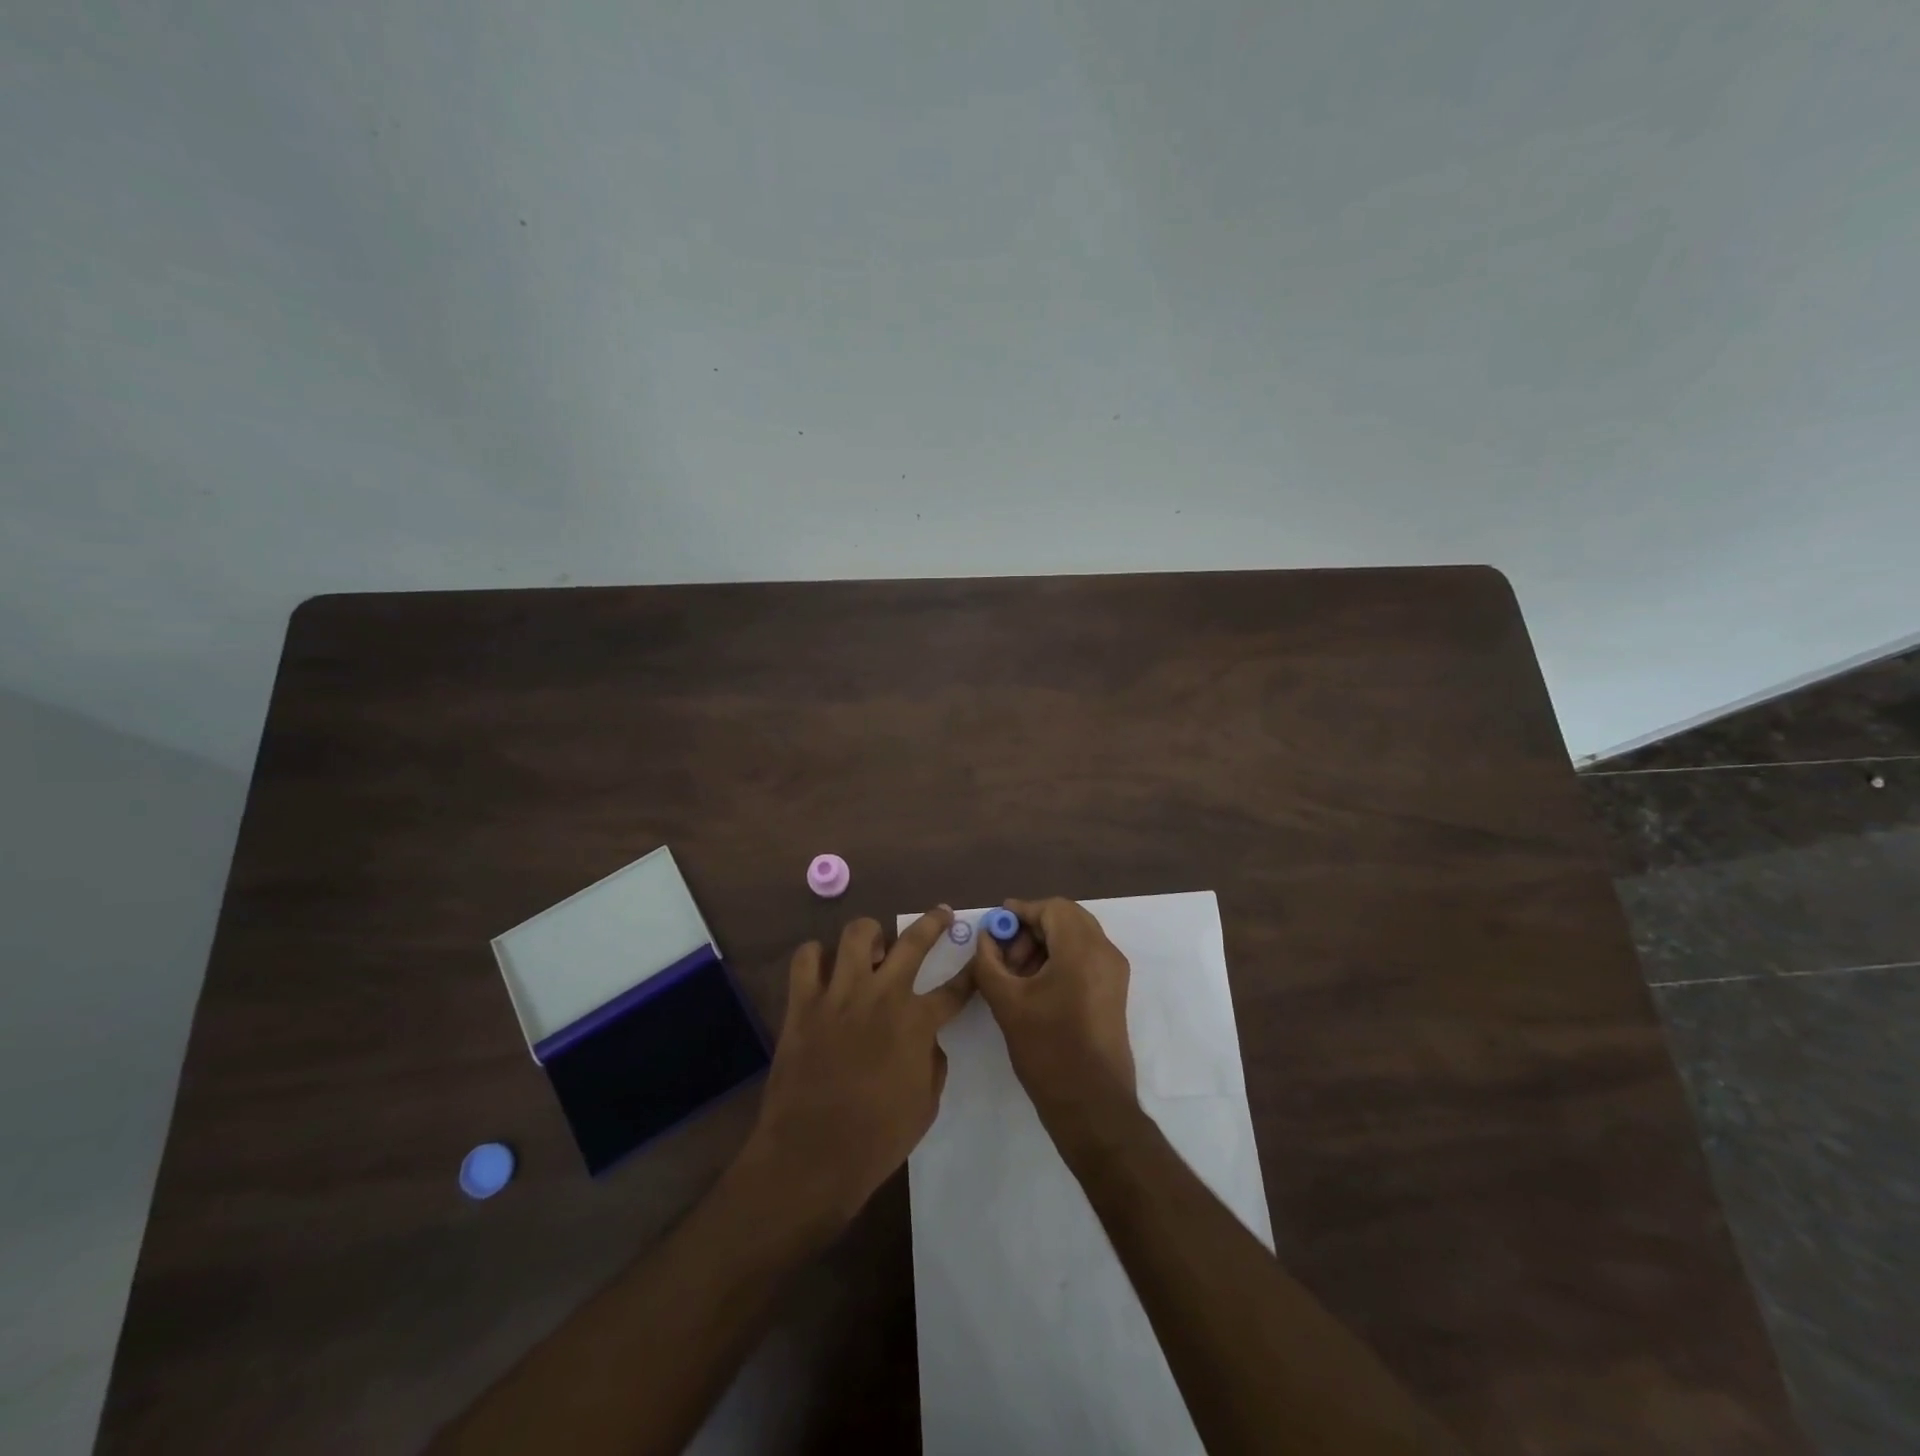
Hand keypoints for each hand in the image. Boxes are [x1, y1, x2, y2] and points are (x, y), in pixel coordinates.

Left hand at [740, 908, 973, 1229]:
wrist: (811, 1156)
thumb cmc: (876, 1139)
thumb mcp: (926, 1105)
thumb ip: (932, 1061)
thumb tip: (926, 1038)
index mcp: (916, 1022)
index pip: (954, 989)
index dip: (970, 975)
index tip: (977, 962)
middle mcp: (881, 996)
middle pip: (913, 941)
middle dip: (933, 922)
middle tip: (941, 914)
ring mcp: (839, 994)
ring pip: (857, 934)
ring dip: (871, 935)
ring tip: (874, 947)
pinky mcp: (803, 1003)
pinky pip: (806, 958)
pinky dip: (817, 956)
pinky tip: (825, 968)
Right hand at [970, 897, 1135, 1128]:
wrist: (1092, 1105)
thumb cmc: (1047, 1050)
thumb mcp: (1007, 1002)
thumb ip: (989, 962)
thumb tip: (986, 937)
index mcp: (1082, 949)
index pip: (1052, 908)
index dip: (1020, 912)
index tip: (994, 926)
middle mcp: (1105, 952)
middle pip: (1066, 918)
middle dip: (1031, 928)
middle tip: (1004, 953)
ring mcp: (1114, 972)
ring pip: (1076, 937)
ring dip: (1044, 944)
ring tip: (1015, 974)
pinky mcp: (1114, 992)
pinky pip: (1085, 957)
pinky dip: (1060, 958)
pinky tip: (1035, 985)